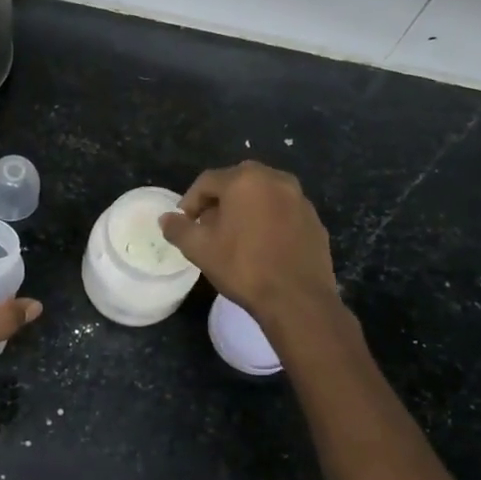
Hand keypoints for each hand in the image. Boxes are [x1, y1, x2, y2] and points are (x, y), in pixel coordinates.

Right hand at [160, 161, 339, 326]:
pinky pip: (283, 212)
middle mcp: (275, 180)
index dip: (190, 201)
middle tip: (207, 226)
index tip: (184, 222)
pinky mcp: (314, 220)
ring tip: (234, 235)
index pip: (207, 181)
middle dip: (218, 201)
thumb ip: (178, 229)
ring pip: (263, 195)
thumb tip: (166, 219)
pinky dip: (268, 220)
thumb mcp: (199, 249)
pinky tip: (262, 245)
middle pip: (237, 183)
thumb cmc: (243, 267)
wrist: (297, 299)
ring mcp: (299, 199)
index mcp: (245, 180)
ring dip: (245, 209)